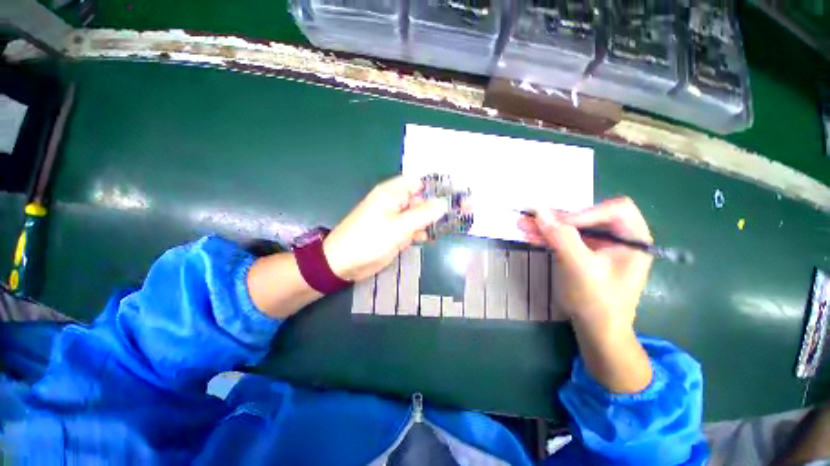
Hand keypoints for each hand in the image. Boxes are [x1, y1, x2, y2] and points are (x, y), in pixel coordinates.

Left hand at [323, 176, 447, 281]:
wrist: (344, 263)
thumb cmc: (368, 240)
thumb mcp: (398, 227)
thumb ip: (423, 214)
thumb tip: (445, 202)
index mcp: (392, 193)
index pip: (420, 182)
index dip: (438, 186)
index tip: (458, 193)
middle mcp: (396, 202)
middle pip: (423, 199)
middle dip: (442, 204)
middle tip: (467, 208)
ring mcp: (396, 218)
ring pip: (420, 215)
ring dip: (434, 219)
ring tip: (457, 222)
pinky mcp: (396, 232)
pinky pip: (414, 228)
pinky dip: (423, 232)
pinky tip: (431, 237)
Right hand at [517, 197, 652, 335]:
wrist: (596, 331)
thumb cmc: (597, 301)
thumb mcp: (580, 268)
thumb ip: (561, 237)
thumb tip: (539, 211)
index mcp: (633, 239)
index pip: (614, 210)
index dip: (585, 214)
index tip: (560, 226)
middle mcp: (618, 238)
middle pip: (588, 217)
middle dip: (558, 219)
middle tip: (532, 218)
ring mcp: (600, 247)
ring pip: (572, 228)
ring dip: (547, 227)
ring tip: (523, 224)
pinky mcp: (584, 255)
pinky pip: (566, 240)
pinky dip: (548, 238)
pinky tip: (530, 236)